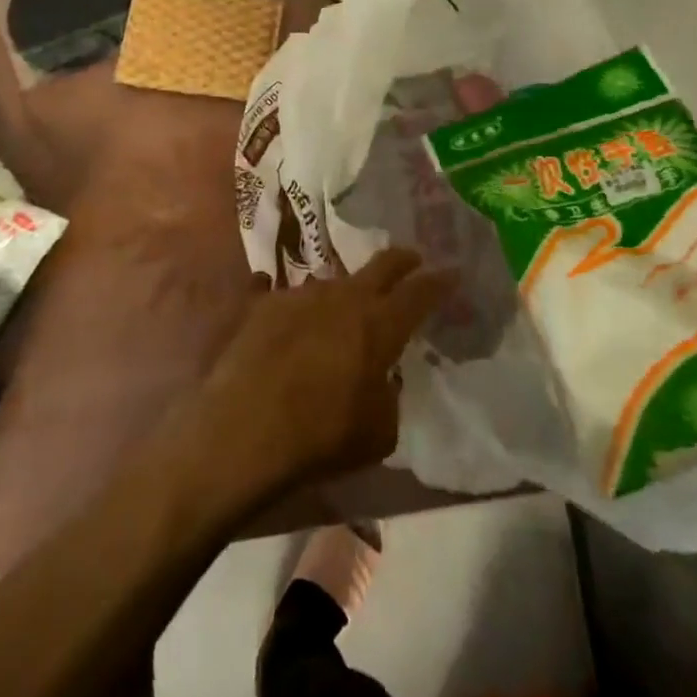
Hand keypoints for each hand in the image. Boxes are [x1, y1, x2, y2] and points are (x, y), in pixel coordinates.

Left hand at [191, 250, 451, 503]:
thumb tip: (380, 379)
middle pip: (381, 265)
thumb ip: (388, 396)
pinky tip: (269, 294)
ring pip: (330, 281)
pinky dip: (283, 300)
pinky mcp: (262, 304)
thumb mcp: (379, 433)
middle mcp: (343, 297)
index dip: (439, 281)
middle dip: (402, 260)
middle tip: (413, 259)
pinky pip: (276, 291)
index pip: (420, 292)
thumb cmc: (322, 436)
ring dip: (342, 291)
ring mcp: (300, 294)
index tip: (452, 271)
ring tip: (340, 307)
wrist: (244, 430)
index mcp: (380, 325)